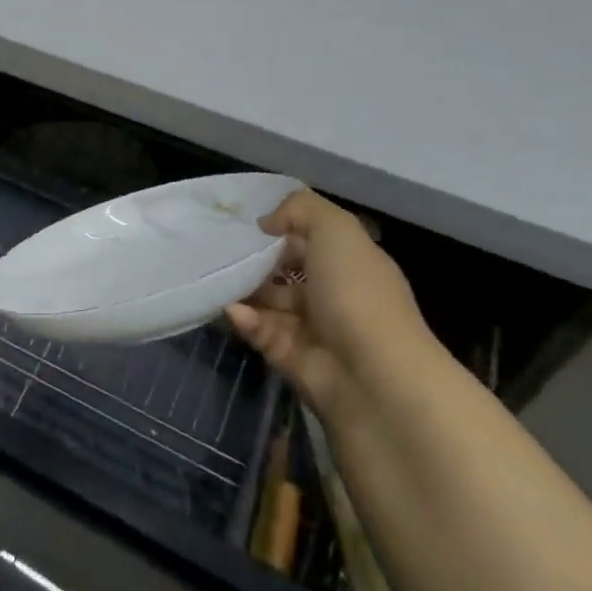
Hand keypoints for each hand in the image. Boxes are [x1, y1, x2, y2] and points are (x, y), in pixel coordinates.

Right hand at [226, 189, 430, 409]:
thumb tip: (267, 222)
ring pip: (270, 302)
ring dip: (244, 290)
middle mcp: (335, 295)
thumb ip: (300, 210)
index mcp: (352, 264)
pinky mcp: (294, 359)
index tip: (246, 221)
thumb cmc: (358, 295)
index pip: (312, 240)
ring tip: (216, 277)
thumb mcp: (336, 230)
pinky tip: (233, 310)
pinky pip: (262, 332)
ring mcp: (315, 329)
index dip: (282, 227)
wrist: (375, 380)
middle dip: (256, 260)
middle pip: (287, 271)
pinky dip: (247, 320)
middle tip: (220, 249)